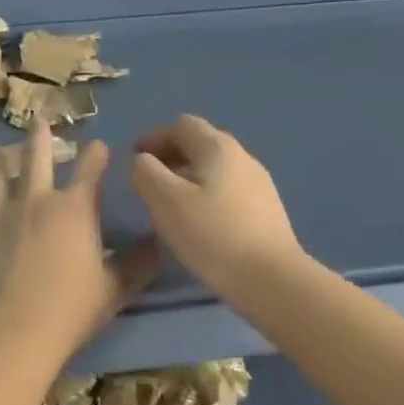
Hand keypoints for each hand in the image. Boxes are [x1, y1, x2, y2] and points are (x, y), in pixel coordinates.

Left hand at [0, 119, 160, 359]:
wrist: (12, 330)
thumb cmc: (69, 310)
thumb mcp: (114, 289)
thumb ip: (138, 264)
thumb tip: (160, 242)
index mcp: (74, 209)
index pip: (89, 169)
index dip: (96, 154)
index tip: (98, 145)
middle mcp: (34, 200)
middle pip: (36, 156)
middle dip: (40, 136)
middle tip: (39, 121)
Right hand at [130, 115, 304, 303]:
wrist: (271, 279)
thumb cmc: (212, 235)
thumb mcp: (165, 200)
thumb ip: (146, 172)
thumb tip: (142, 161)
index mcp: (218, 147)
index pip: (181, 125)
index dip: (153, 137)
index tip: (132, 159)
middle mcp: (242, 157)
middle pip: (200, 143)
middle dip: (170, 155)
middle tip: (147, 181)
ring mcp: (259, 184)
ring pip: (214, 168)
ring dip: (187, 176)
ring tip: (168, 203)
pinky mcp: (266, 210)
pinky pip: (227, 189)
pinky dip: (204, 193)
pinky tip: (197, 221)